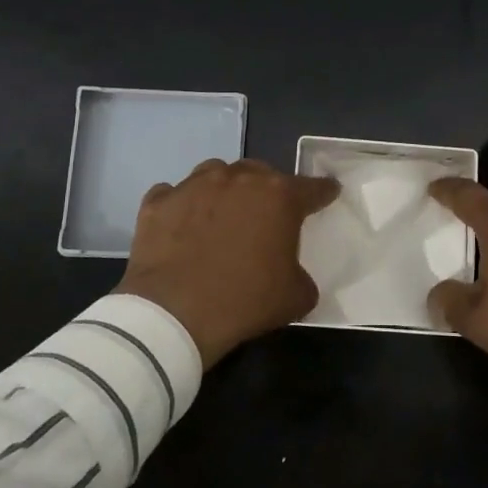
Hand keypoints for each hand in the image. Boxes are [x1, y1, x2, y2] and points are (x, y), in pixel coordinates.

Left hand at [115, 158, 339, 367]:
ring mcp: (194, 186)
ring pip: (216, 173)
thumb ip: (301, 275)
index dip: (323, 191)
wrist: (174, 313)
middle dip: (268, 189)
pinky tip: (181, 225)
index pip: (312, 188)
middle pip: (261, 173)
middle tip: (267, 213)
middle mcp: (238, 179)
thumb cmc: (245, 301)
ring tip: (222, 212)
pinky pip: (174, 194)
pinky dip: (181, 206)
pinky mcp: (159, 202)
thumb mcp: (295, 296)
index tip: (328, 192)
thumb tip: (293, 274)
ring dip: (224, 189)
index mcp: (279, 197)